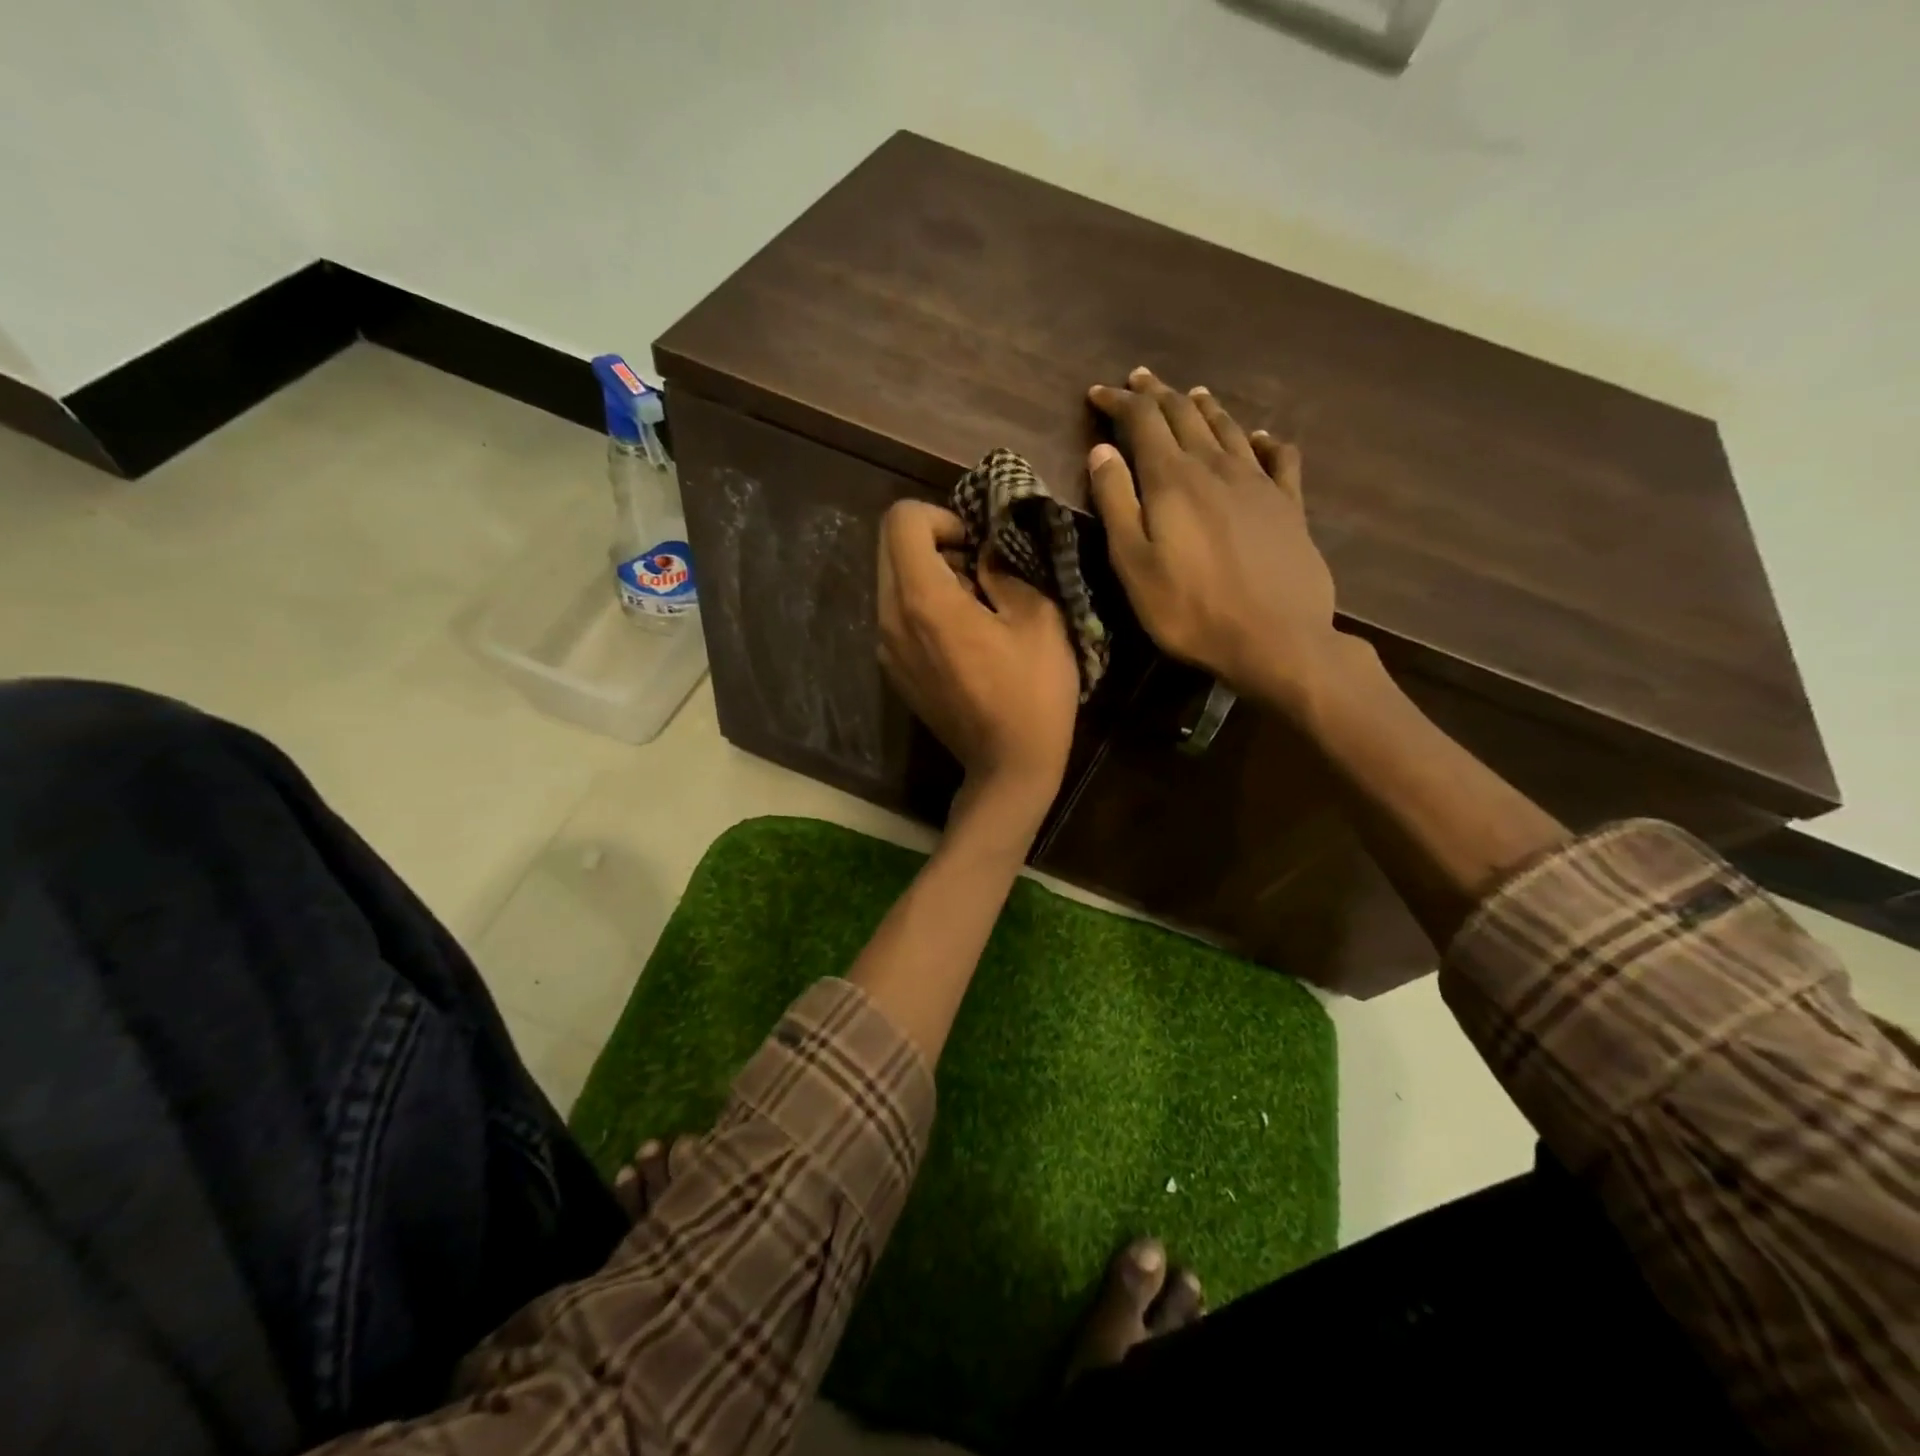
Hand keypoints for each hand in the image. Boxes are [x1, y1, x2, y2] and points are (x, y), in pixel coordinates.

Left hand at [877, 500, 1079, 828]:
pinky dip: (922, 606)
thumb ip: (1005, 569)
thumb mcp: (1038, 619)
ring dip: (928, 574)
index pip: (902, 520)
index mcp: (924, 600)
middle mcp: (890, 619)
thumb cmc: (1033, 693)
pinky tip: (960, 636)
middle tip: (977, 569)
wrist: (1008, 766)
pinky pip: (896, 614)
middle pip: (889, 546)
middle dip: (932, 541)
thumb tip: (983, 551)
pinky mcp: (893, 670)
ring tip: (973, 603)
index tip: (974, 545)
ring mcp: (885, 648)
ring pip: (891, 580)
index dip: (941, 517)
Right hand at [1087, 367, 1338, 718]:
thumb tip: (1101, 451)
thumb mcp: (1134, 564)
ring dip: (1204, 407)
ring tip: (1190, 394)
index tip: (1098, 393)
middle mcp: (1216, 467)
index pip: (1142, 421)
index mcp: (1173, 479)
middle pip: (1184, 415)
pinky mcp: (1290, 505)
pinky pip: (1279, 457)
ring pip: (1228, 428)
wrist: (1276, 639)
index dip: (1119, 402)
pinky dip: (1264, 440)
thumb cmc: (1190, 610)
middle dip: (1157, 394)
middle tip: (1138, 381)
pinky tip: (1260, 437)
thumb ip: (1116, 503)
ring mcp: (1259, 483)